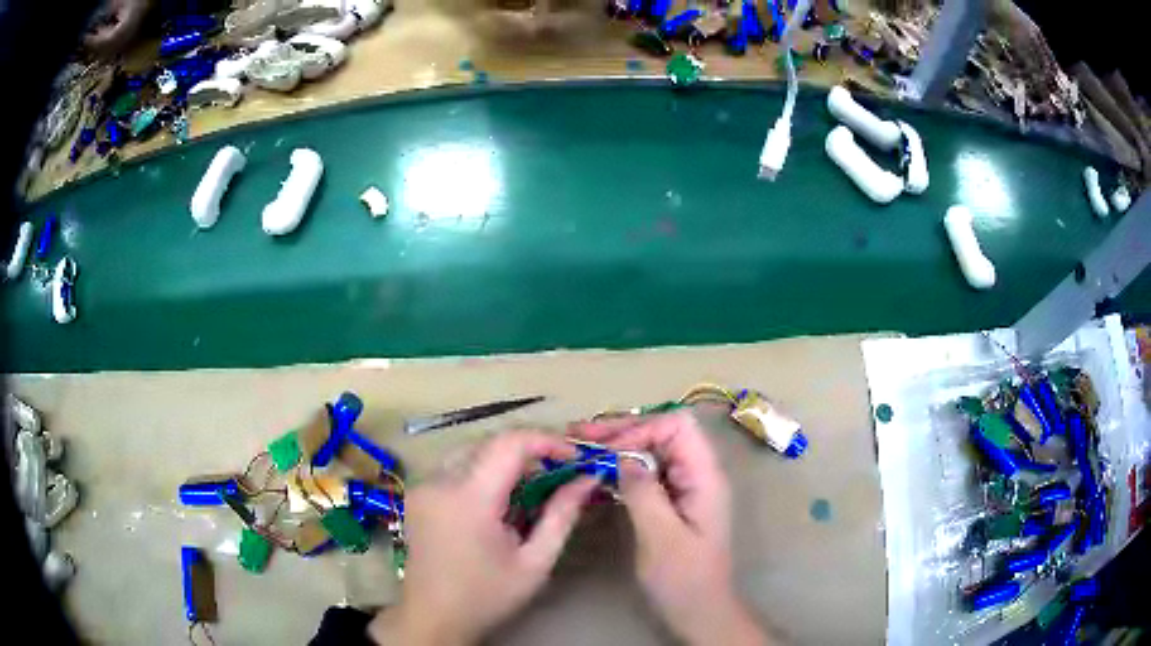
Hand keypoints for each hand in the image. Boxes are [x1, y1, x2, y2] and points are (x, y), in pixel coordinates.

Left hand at [369, 432, 597, 645]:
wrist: (433, 617)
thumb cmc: (487, 596)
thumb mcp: (535, 562)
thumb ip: (562, 515)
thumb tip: (588, 478)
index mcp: (469, 499)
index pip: (510, 443)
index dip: (547, 440)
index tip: (575, 456)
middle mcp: (439, 481)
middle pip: (490, 442)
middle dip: (529, 450)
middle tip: (559, 472)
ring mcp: (423, 484)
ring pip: (472, 449)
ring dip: (505, 458)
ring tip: (531, 485)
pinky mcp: (417, 492)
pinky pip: (455, 464)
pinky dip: (482, 469)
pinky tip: (498, 496)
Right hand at [575, 412, 767, 645]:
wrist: (700, 610)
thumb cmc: (684, 579)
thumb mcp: (661, 538)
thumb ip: (643, 493)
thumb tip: (622, 456)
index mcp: (705, 477)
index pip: (677, 427)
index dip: (641, 430)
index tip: (606, 451)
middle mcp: (698, 474)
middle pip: (664, 432)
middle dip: (623, 430)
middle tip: (580, 434)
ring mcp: (685, 487)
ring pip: (653, 449)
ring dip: (619, 444)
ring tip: (582, 445)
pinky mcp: (673, 501)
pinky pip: (648, 471)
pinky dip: (622, 465)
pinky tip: (598, 471)